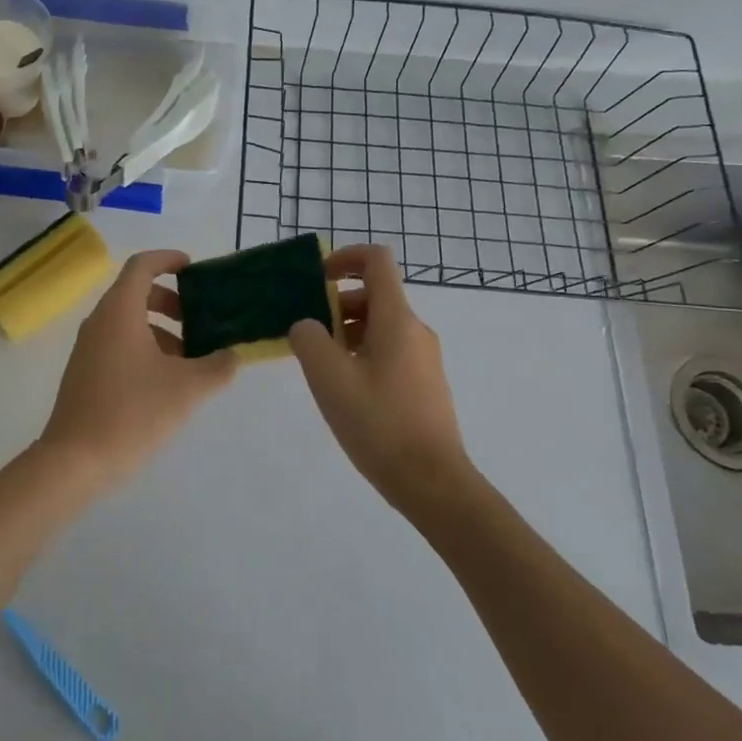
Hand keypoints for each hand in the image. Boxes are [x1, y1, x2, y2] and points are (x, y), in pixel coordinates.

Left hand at [37, 248, 238, 493]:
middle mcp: (100, 322)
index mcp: (120, 311)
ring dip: (160, 329)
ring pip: (128, 322)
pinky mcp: (85, 373)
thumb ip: (217, 367)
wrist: (74, 463)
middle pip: (135, 293)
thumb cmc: (131, 413)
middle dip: (170, 300)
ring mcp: (88, 348)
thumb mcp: (187, 389)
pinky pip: (118, 344)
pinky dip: (145, 348)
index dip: (168, 260)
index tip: (193, 268)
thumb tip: (232, 355)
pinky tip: (166, 383)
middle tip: (198, 320)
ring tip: (190, 359)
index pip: (142, 266)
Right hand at [289, 244, 472, 513]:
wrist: (433, 483)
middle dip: (336, 305)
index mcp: (397, 319)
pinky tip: (346, 392)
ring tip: (322, 368)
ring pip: (380, 326)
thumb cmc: (379, 424)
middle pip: (374, 295)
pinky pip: (389, 351)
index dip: (345, 257)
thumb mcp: (329, 378)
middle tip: (309, 336)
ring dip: (347, 333)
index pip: (376, 261)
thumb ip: (309, 340)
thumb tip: (307, 326)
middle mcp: (416, 330)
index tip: (317, 279)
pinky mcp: (425, 385)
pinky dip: (362, 355)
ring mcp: (424, 359)